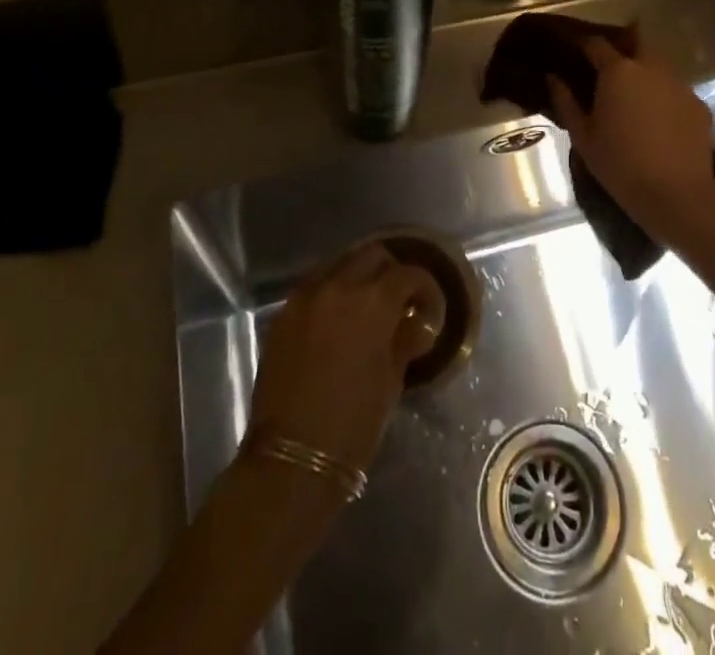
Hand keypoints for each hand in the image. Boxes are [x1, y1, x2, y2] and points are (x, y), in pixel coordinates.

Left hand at [248, 244, 442, 472]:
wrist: (292, 458)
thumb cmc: (353, 424)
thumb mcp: (391, 381)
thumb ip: (405, 340)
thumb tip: (419, 323)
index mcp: (373, 302)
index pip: (408, 274)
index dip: (425, 289)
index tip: (430, 310)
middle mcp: (339, 286)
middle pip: (372, 254)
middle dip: (391, 271)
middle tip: (400, 300)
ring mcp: (307, 296)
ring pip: (340, 262)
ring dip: (359, 275)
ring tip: (368, 304)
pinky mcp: (284, 312)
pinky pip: (314, 284)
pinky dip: (331, 290)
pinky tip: (338, 316)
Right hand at [547, 37, 714, 249]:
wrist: (676, 195)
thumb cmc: (619, 164)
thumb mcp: (582, 136)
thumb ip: (565, 101)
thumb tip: (553, 77)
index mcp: (618, 71)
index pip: (597, 43)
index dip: (584, 45)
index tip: (575, 51)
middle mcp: (651, 67)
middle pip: (636, 43)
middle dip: (622, 49)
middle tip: (609, 70)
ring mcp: (679, 84)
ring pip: (659, 66)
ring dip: (645, 73)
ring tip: (635, 97)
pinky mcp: (699, 104)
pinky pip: (676, 91)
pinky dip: (665, 97)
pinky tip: (659, 121)